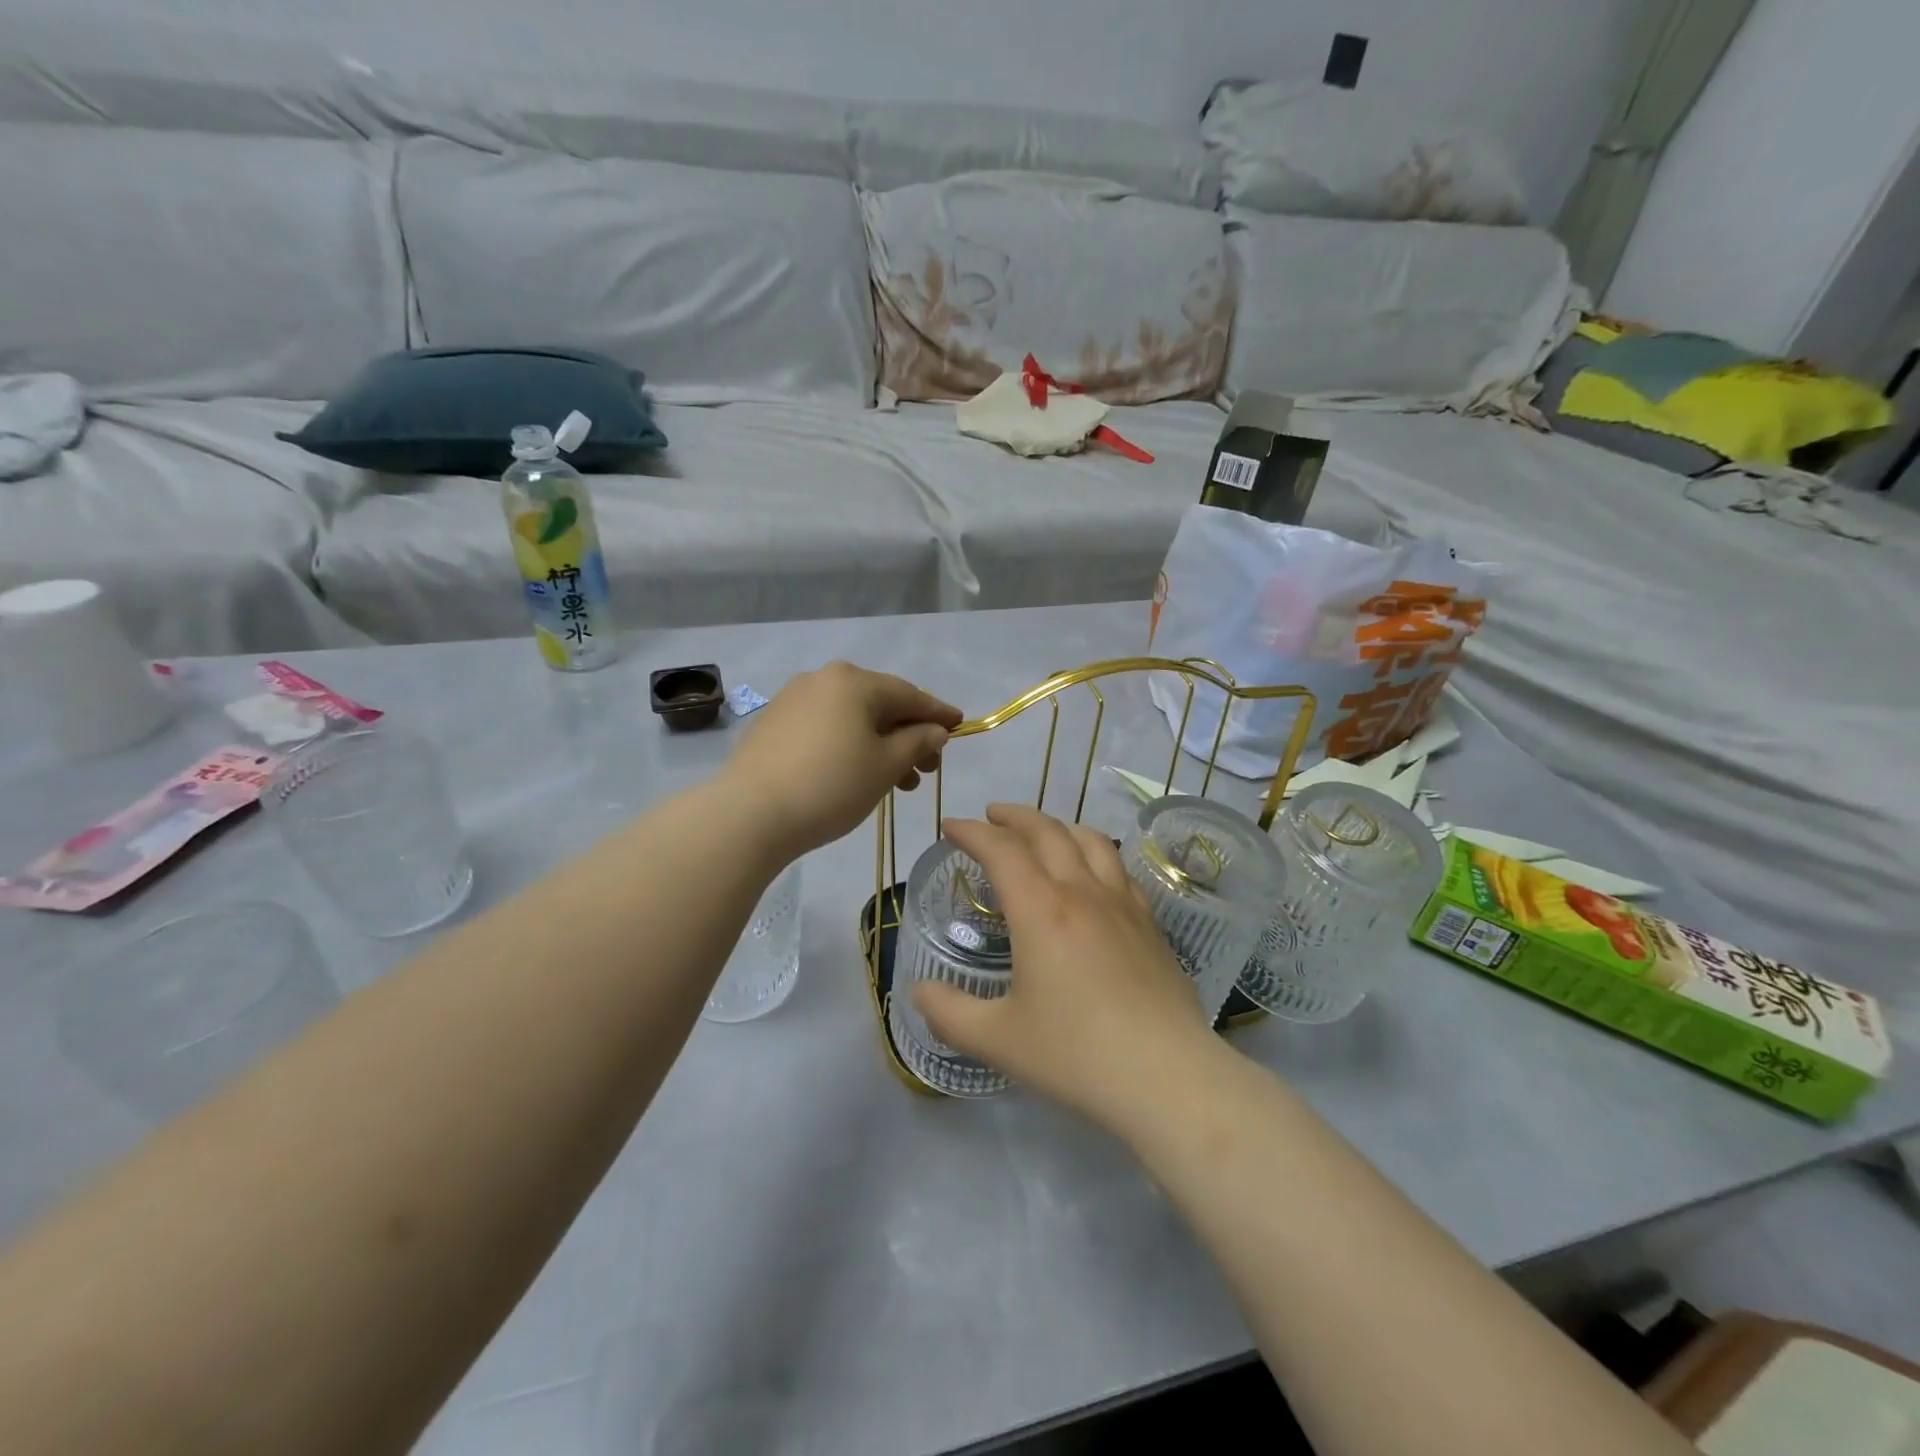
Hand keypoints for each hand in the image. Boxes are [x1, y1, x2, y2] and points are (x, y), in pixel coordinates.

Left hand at [723, 662, 961, 857]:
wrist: (750, 814)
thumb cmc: (831, 786)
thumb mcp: (885, 766)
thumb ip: (917, 742)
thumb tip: (934, 730)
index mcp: (854, 681)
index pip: (909, 695)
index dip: (938, 713)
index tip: (960, 726)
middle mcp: (822, 679)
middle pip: (879, 704)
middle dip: (908, 735)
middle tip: (926, 770)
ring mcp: (793, 699)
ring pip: (851, 717)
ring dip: (880, 745)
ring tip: (896, 783)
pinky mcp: (773, 724)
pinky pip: (825, 727)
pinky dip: (848, 745)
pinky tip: (855, 773)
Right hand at [911, 804, 1224, 1132]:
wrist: (1168, 1078)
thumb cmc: (1076, 1055)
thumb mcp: (998, 1040)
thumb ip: (949, 1013)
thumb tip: (919, 991)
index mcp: (1040, 910)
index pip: (1001, 850)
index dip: (972, 831)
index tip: (952, 826)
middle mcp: (1082, 893)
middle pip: (1047, 831)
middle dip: (1013, 816)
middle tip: (991, 815)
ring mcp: (1122, 904)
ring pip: (1090, 841)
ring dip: (1058, 826)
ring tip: (1042, 832)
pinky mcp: (1150, 924)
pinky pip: (1119, 869)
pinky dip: (1095, 854)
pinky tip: (1093, 875)